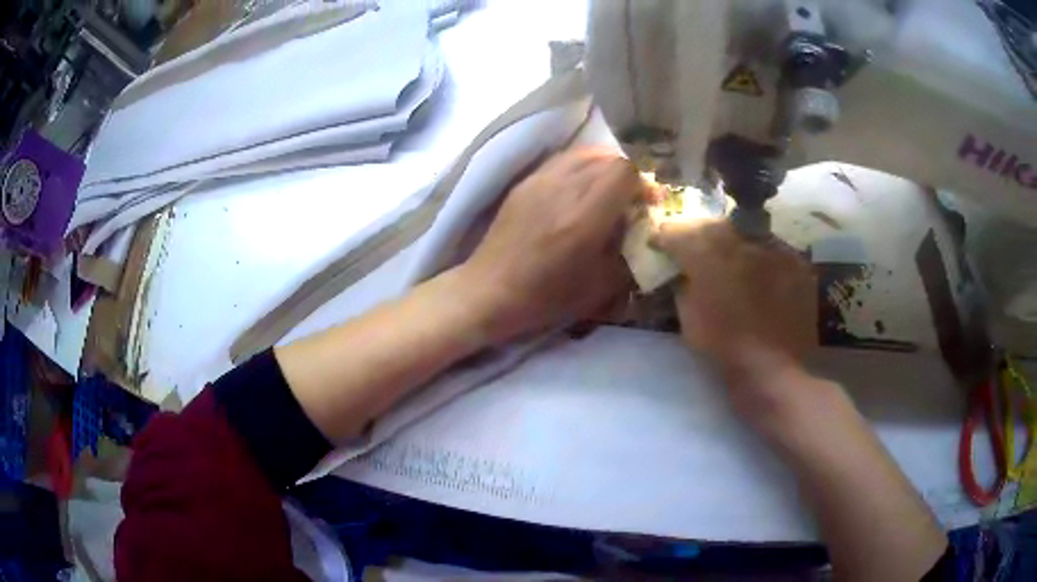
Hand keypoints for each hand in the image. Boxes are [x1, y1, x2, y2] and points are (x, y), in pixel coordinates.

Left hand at [459, 148, 652, 342]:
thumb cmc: (545, 298)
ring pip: (584, 153)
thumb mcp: (601, 287)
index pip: (624, 170)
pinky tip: (580, 189)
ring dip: (605, 166)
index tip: (647, 203)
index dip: (643, 182)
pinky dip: (581, 167)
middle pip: (607, 158)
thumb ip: (630, 252)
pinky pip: (562, 160)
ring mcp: (540, 180)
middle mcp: (563, 188)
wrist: (489, 291)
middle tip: (631, 198)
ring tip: (608, 190)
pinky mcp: (525, 182)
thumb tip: (645, 229)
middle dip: (628, 175)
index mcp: (584, 217)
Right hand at [654, 219, 817, 401]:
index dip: (667, 237)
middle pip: (715, 225)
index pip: (679, 231)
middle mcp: (742, 241)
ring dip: (736, 244)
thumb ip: (682, 285)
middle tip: (697, 253)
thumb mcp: (688, 320)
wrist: (775, 373)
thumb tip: (681, 271)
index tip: (661, 244)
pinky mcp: (796, 263)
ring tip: (734, 264)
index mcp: (708, 255)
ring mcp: (774, 249)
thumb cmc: (724, 351)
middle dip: (702, 236)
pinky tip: (762, 278)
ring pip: (747, 232)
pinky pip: (773, 250)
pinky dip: (764, 259)